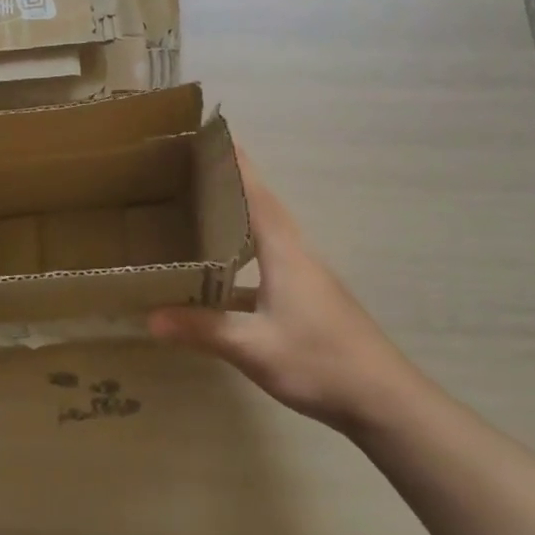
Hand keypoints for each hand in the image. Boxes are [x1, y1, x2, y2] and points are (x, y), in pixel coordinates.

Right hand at [149, 149, 405, 433]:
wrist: (384, 400)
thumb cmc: (319, 361)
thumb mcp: (254, 347)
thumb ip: (202, 329)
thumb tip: (149, 317)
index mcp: (284, 250)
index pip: (255, 193)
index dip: (235, 162)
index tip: (212, 133)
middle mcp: (297, 253)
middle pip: (261, 206)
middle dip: (230, 183)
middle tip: (192, 168)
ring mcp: (307, 276)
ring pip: (266, 234)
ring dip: (238, 217)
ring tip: (201, 211)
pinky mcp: (310, 297)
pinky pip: (269, 260)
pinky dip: (244, 255)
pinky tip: (221, 277)